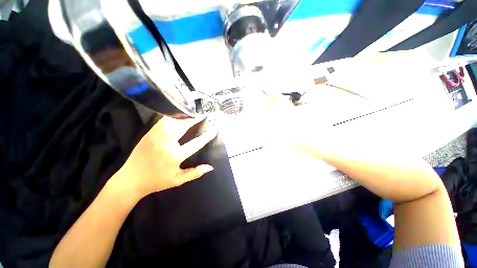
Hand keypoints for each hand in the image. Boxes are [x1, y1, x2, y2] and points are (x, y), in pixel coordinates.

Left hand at [112, 116, 217, 197]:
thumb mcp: (177, 180)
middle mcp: (166, 143)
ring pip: (172, 120)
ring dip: (184, 116)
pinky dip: (173, 116)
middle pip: (183, 126)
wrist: (130, 179)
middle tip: (203, 116)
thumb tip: (210, 167)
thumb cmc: (156, 181)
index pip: (195, 143)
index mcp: (174, 156)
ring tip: (192, 114)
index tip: (214, 129)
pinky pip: (163, 120)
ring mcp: (156, 136)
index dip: (207, 136)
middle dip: (194, 119)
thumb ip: (195, 173)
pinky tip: (179, 115)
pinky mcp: (149, 133)